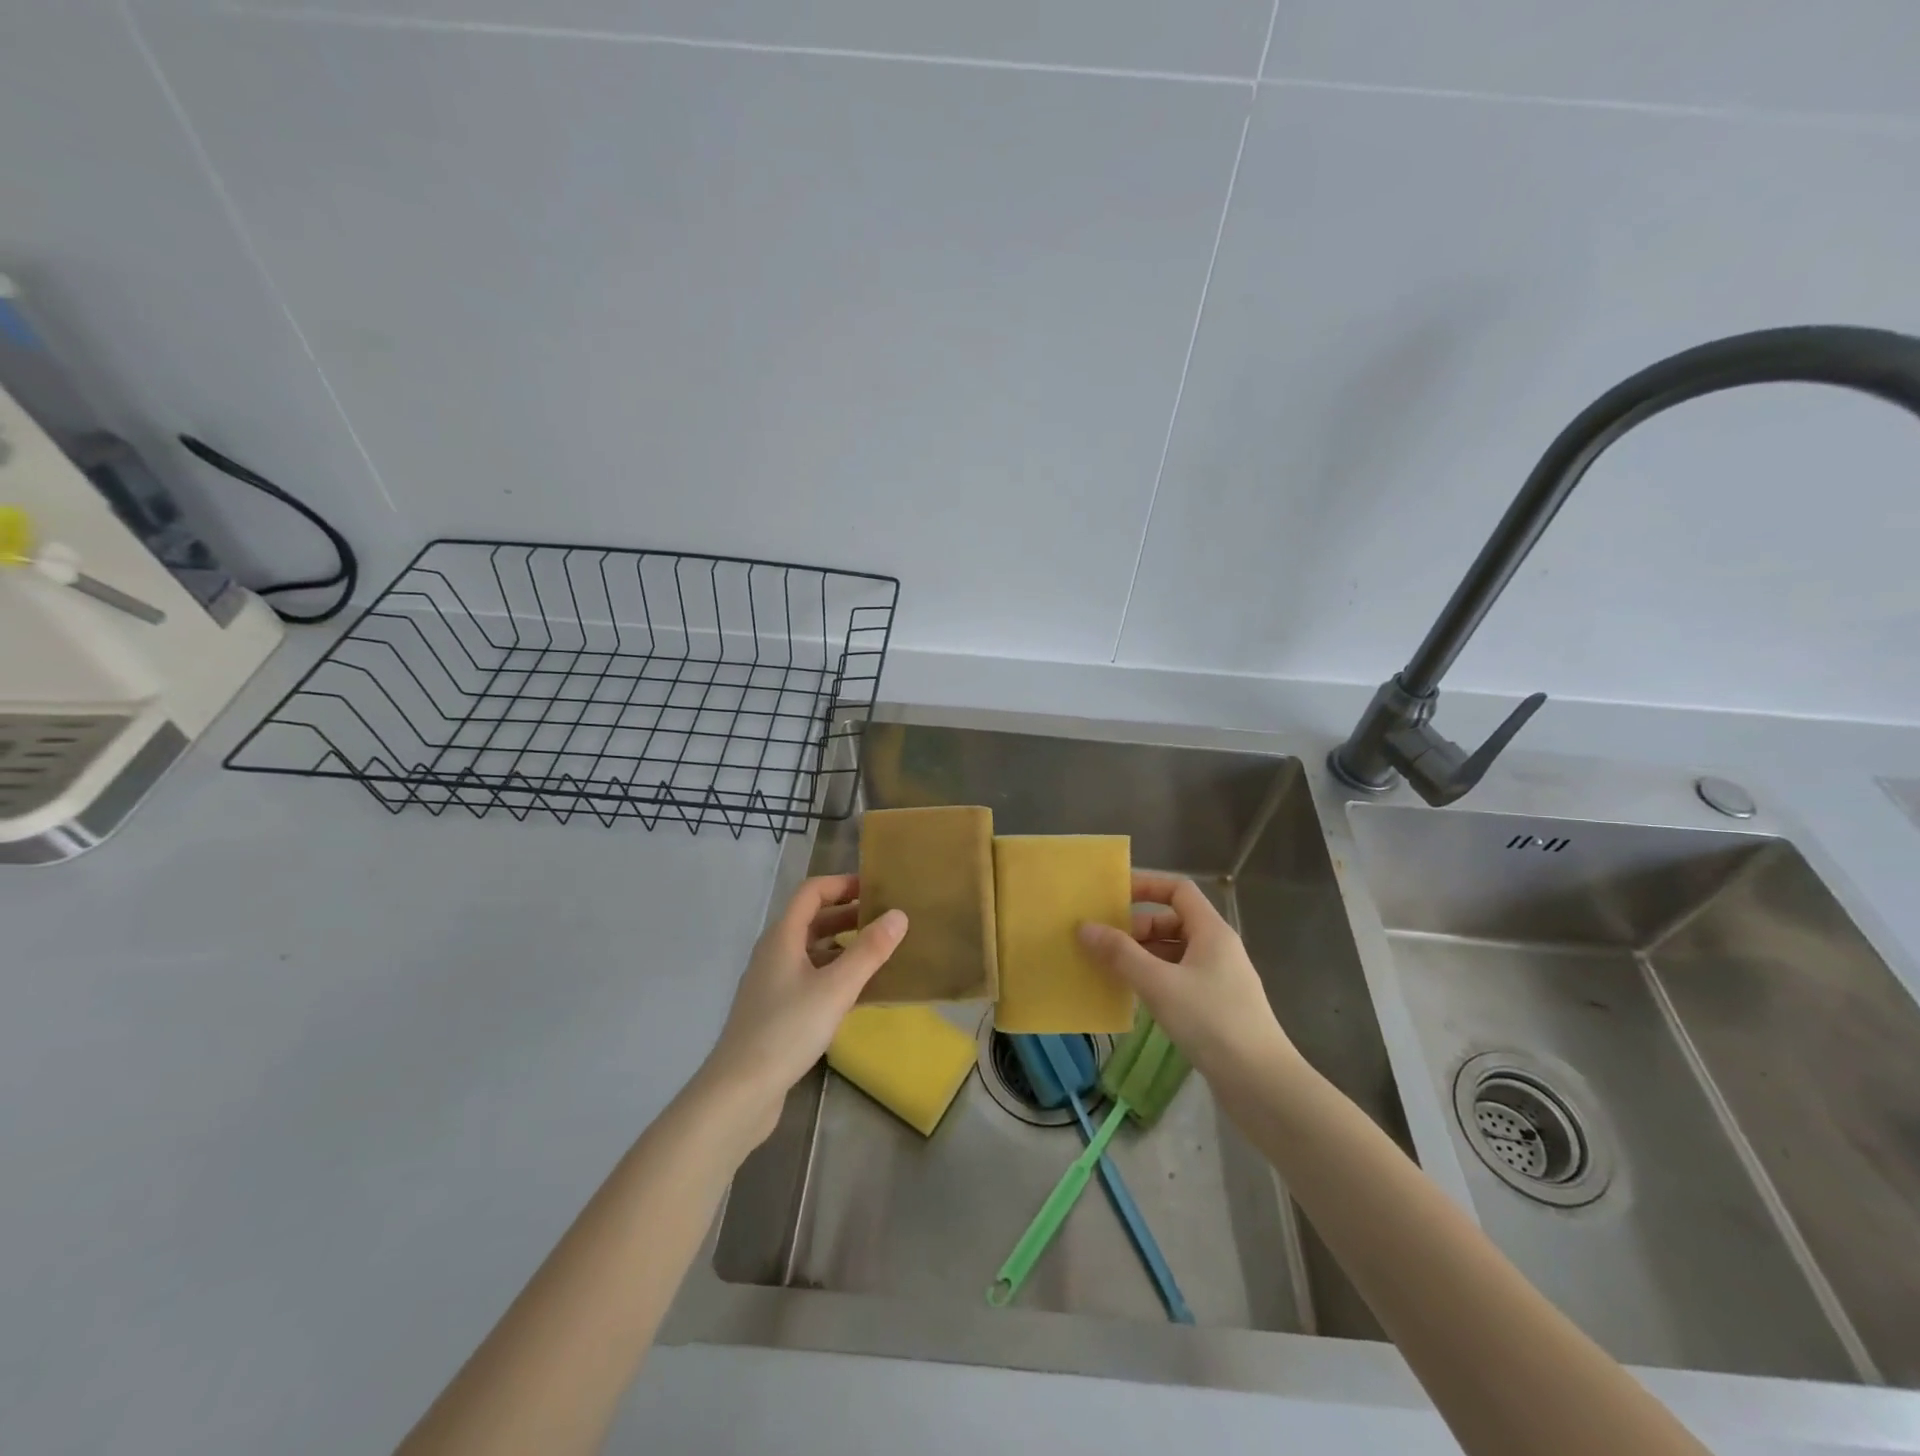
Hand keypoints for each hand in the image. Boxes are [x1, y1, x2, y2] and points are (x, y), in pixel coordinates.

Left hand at [696, 875, 906, 1142]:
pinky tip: (859, 992)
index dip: (842, 884)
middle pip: (812, 920)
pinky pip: (810, 978)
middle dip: (848, 914)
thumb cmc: (787, 1030)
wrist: (739, 1092)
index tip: (876, 888)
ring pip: (811, 951)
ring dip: (843, 945)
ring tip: (879, 953)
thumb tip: (899, 915)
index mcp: (782, 937)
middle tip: (886, 919)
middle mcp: (774, 953)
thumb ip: (869, 951)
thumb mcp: (836, 988)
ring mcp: (772, 984)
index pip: (811, 892)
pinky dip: (834, 974)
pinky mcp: (776, 1011)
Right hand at [1078, 872, 1296, 1082]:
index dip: (1147, 886)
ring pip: (1174, 953)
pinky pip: (1178, 978)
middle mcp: (1217, 948)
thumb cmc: (1211, 1021)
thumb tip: (1084, 927)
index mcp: (1211, 931)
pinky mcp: (1216, 1006)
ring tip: (1110, 970)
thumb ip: (1120, 954)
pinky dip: (1154, 979)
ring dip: (1143, 956)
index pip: (1178, 890)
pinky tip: (1134, 997)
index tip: (1113, 896)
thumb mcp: (1159, 984)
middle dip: (1137, 928)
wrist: (1261, 1084)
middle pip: (1173, 921)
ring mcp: (1219, 978)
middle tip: (1104, 944)